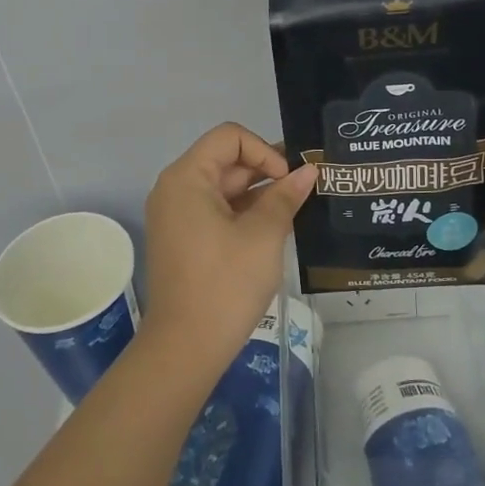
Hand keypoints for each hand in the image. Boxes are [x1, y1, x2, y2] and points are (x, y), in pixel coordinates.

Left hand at [142, 123, 317, 369]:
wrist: (185, 348)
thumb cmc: (225, 284)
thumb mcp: (263, 235)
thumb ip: (285, 196)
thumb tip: (309, 171)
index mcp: (187, 178)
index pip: (230, 137)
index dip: (264, 150)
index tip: (289, 180)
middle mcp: (175, 189)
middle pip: (226, 161)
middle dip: (266, 171)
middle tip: (305, 191)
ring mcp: (177, 216)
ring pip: (224, 188)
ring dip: (259, 194)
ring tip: (296, 210)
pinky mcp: (184, 239)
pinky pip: (216, 211)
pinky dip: (244, 214)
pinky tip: (275, 229)